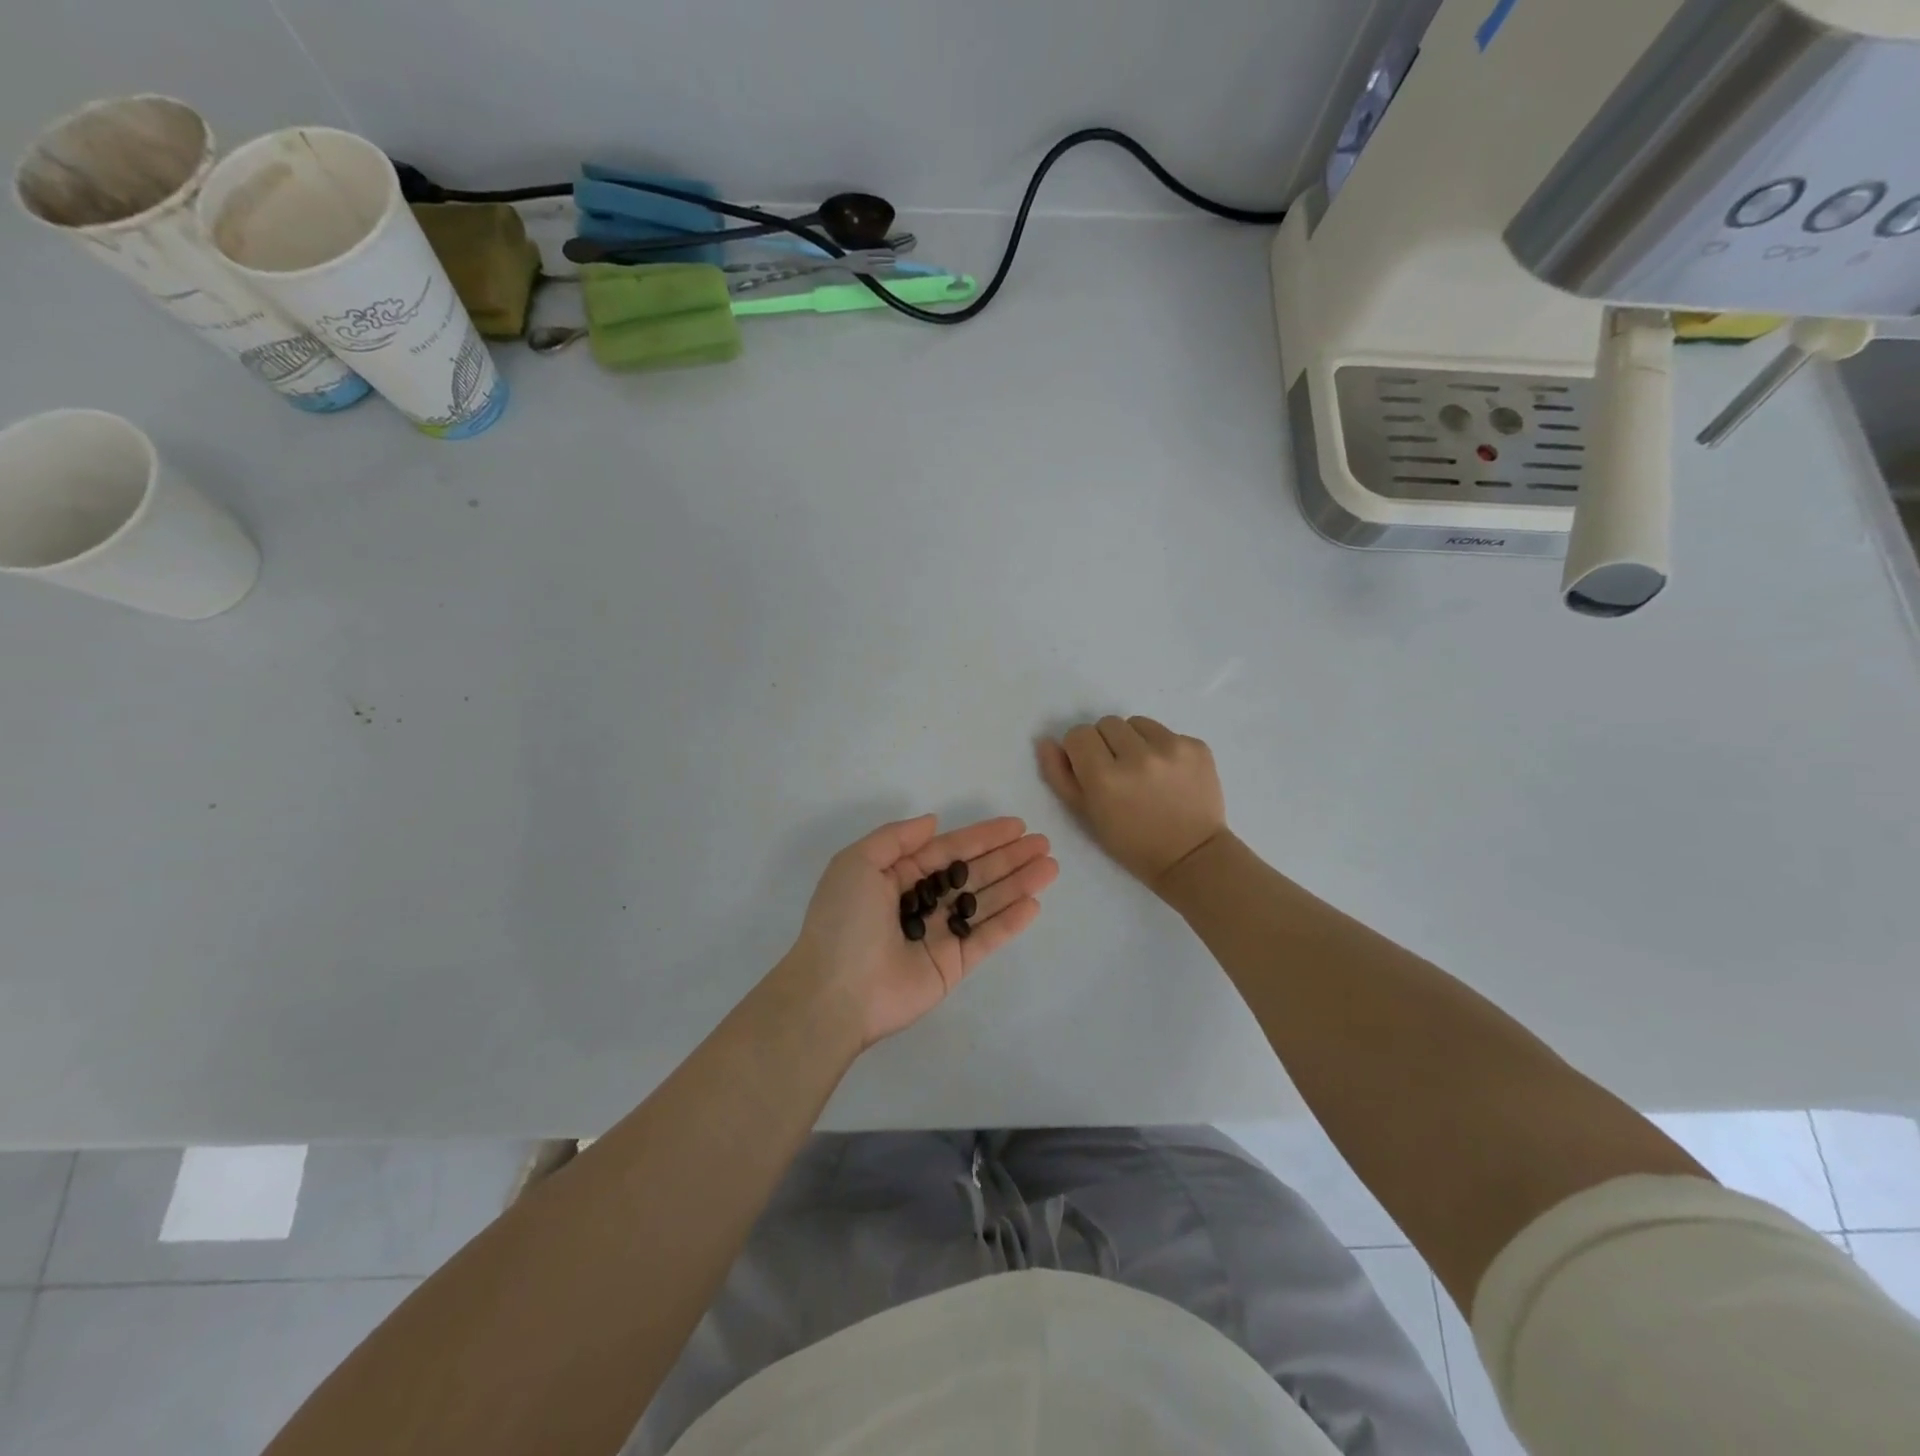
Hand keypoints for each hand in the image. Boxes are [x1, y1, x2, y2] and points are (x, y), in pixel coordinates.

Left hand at [783, 815, 1057, 1048]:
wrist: (835, 993)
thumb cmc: (843, 921)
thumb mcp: (857, 863)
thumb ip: (897, 838)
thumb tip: (933, 822)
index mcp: (896, 877)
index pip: (948, 851)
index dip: (982, 837)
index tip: (1016, 825)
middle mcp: (921, 903)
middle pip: (973, 874)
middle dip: (1007, 857)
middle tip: (1043, 843)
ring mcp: (938, 935)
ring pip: (985, 903)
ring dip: (1017, 884)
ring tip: (1050, 866)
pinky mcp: (952, 966)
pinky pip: (986, 938)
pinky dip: (1010, 922)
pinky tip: (1034, 903)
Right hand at [1038, 716, 1226, 892]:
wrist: (1191, 856)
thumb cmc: (1131, 842)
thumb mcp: (1086, 815)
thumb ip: (1060, 776)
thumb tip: (1046, 741)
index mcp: (1105, 777)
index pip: (1078, 734)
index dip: (1080, 750)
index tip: (1091, 768)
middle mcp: (1138, 756)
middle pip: (1107, 723)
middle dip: (1107, 743)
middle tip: (1118, 771)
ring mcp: (1172, 748)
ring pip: (1137, 722)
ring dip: (1135, 741)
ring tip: (1144, 771)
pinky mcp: (1197, 746)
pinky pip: (1167, 732)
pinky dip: (1163, 748)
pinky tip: (1169, 775)